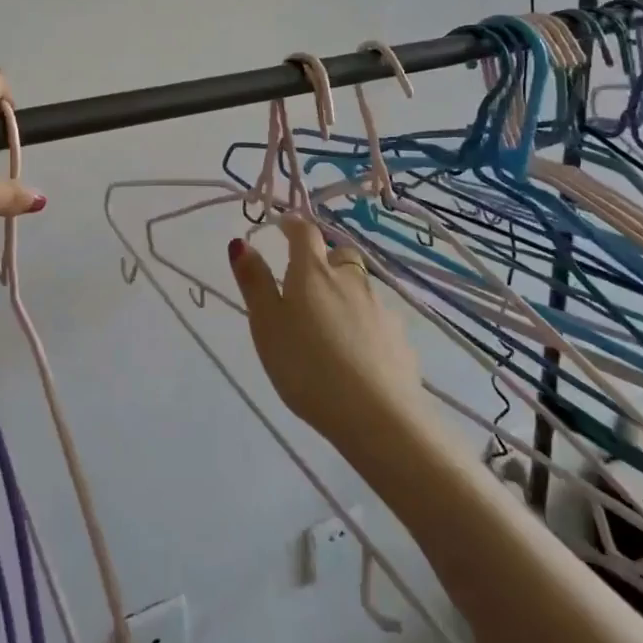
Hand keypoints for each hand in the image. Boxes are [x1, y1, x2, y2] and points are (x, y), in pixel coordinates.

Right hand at [228, 220, 423, 447]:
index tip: (283, 226)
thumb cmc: (307, 366)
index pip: (304, 232)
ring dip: (345, 293)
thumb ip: (254, 282)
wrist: (378, 417)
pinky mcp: (401, 339)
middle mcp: (351, 280)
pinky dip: (365, 324)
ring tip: (330, 324)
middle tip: (307, 282)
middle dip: (325, 259)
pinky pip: (378, 319)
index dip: (293, 225)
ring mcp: (381, 309)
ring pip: (361, 287)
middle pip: (340, 255)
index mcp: (314, 272)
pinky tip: (357, 352)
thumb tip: (241, 242)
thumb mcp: (266, 324)